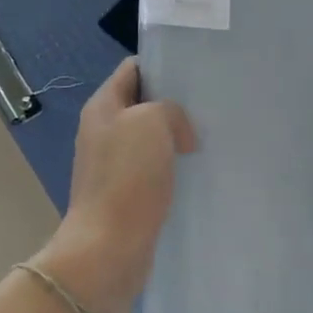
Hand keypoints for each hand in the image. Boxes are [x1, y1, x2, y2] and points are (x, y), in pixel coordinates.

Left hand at [35, 58, 193, 312]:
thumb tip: (180, 134)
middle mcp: (104, 130)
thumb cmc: (127, 176)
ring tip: (209, 136)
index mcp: (103, 106)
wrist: (108, 248)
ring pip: (151, 137)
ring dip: (177, 136)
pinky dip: (174, 165)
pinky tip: (198, 169)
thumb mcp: (153, 121)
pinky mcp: (125, 192)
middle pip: (143, 102)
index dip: (163, 65)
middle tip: (209, 105)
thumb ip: (170, 109)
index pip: (133, 68)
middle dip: (174, 103)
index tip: (195, 71)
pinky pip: (154, 168)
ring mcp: (113, 163)